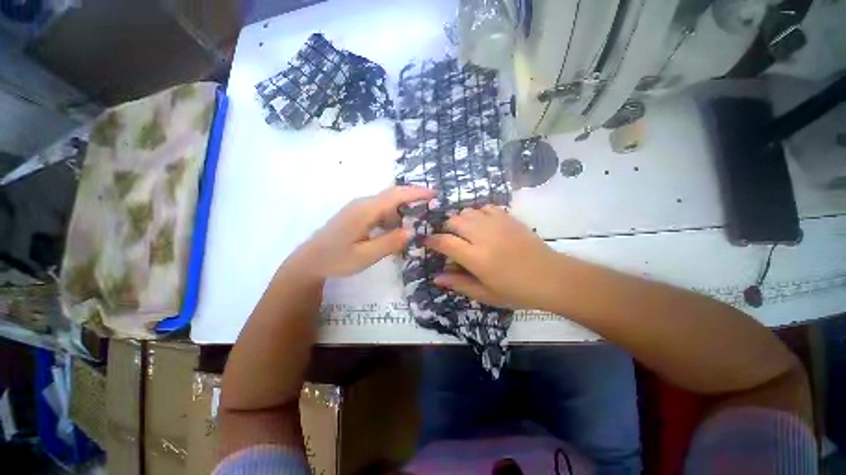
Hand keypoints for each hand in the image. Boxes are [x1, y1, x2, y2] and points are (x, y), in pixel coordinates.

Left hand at [290, 186, 435, 278]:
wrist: (309, 260)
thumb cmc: (336, 260)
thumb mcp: (365, 256)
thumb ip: (389, 243)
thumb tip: (411, 230)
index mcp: (365, 211)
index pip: (395, 196)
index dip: (415, 193)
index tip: (434, 193)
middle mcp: (362, 204)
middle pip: (392, 194)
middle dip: (413, 196)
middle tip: (431, 204)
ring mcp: (358, 208)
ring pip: (386, 202)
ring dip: (403, 207)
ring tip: (418, 218)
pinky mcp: (356, 214)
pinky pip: (380, 209)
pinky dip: (393, 214)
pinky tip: (396, 226)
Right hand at [424, 206, 561, 308]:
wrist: (552, 278)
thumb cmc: (517, 291)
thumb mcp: (485, 294)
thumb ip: (459, 284)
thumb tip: (436, 277)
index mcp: (476, 258)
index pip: (445, 242)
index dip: (431, 240)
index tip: (426, 241)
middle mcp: (484, 237)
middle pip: (454, 221)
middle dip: (444, 228)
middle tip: (446, 238)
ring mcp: (497, 224)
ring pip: (468, 211)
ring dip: (460, 219)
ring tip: (462, 231)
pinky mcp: (509, 218)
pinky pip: (486, 207)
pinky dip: (477, 213)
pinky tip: (480, 223)